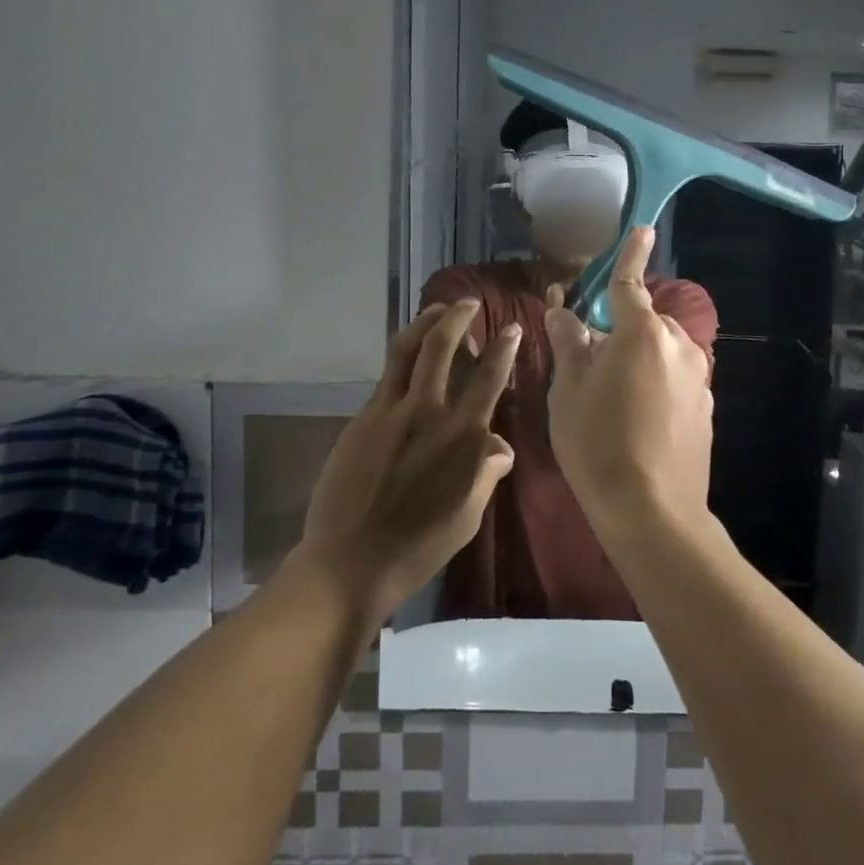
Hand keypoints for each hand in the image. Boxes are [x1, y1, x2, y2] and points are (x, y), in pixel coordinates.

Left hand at [299, 300, 521, 616]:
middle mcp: (427, 412)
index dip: (502, 348)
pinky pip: (386, 378)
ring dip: (424, 323)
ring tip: (436, 311)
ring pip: (406, 350)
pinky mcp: (361, 420)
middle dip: (457, 317)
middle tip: (467, 303)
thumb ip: (486, 472)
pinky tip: (408, 361)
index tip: (511, 327)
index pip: (488, 378)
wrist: (352, 560)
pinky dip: (402, 359)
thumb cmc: (420, 545)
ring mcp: (389, 412)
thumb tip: (499, 445)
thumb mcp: (469, 514)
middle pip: (441, 347)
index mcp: (461, 436)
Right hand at [543, 227, 713, 534]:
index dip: (632, 254)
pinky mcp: (707, 408)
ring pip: (662, 352)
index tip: (642, 229)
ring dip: (640, 359)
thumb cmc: (597, 443)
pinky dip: (658, 383)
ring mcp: (699, 378)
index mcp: (642, 333)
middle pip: (646, 322)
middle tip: (593, 365)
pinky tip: (640, 422)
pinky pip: (676, 379)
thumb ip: (569, 342)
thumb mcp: (569, 390)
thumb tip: (562, 310)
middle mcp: (679, 346)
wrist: (651, 510)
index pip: (631, 283)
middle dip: (623, 330)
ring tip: (614, 400)